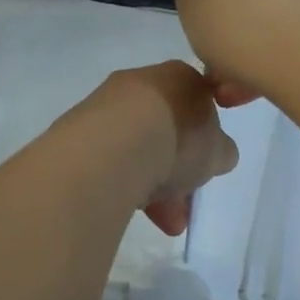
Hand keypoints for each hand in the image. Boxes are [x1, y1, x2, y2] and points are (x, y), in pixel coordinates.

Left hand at [83, 61, 240, 235]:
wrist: (116, 147)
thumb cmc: (179, 139)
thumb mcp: (219, 151)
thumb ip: (220, 151)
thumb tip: (216, 153)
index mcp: (181, 77)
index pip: (199, 105)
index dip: (205, 141)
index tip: (205, 167)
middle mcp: (142, 83)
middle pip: (167, 131)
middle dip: (177, 172)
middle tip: (184, 206)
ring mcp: (106, 106)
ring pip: (139, 149)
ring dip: (154, 186)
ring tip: (162, 222)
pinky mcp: (79, 132)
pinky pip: (112, 161)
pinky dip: (126, 184)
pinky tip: (134, 210)